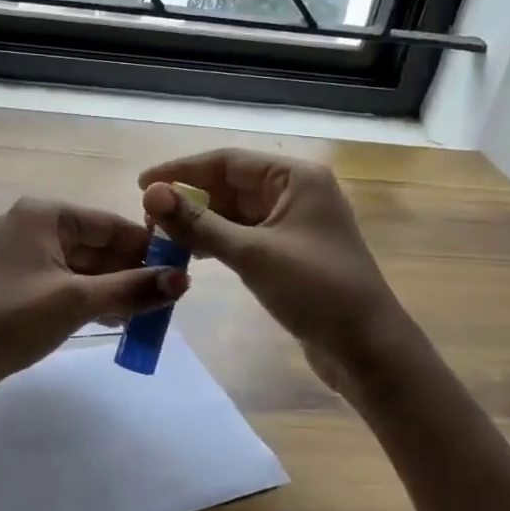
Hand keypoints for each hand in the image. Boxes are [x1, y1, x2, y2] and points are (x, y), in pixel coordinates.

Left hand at [0, 198, 187, 396]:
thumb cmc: (15, 318)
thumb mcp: (78, 302)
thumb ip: (132, 289)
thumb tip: (183, 281)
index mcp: (43, 214)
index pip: (108, 223)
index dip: (145, 247)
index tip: (177, 271)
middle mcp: (31, 225)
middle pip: (94, 244)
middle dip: (129, 271)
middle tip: (165, 298)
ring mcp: (21, 254)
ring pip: (80, 265)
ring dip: (111, 288)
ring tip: (144, 314)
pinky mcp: (16, 282)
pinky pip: (62, 281)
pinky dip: (87, 297)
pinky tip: (113, 319)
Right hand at [137, 149, 408, 402]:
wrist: (368, 349)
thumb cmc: (316, 291)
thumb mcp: (252, 254)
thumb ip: (199, 224)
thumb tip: (150, 193)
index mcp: (295, 178)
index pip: (227, 161)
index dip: (181, 170)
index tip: (142, 183)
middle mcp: (295, 192)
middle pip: (229, 184)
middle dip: (189, 198)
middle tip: (148, 218)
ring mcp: (293, 223)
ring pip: (234, 211)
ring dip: (200, 221)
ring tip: (162, 237)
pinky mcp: (289, 251)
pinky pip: (243, 234)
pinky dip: (217, 240)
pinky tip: (192, 254)